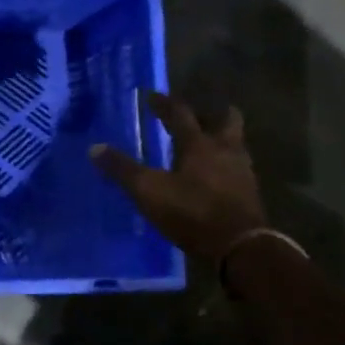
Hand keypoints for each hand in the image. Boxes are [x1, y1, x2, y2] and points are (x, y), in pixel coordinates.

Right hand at [91, 94, 265, 263]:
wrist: (240, 247)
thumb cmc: (192, 212)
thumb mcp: (148, 191)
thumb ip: (122, 170)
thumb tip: (94, 148)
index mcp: (199, 144)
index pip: (180, 114)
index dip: (164, 103)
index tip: (151, 96)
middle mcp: (225, 150)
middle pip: (226, 120)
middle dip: (210, 114)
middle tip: (194, 116)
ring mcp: (242, 172)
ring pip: (234, 144)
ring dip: (221, 140)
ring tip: (204, 146)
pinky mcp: (250, 194)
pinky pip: (237, 169)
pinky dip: (225, 166)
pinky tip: (213, 178)